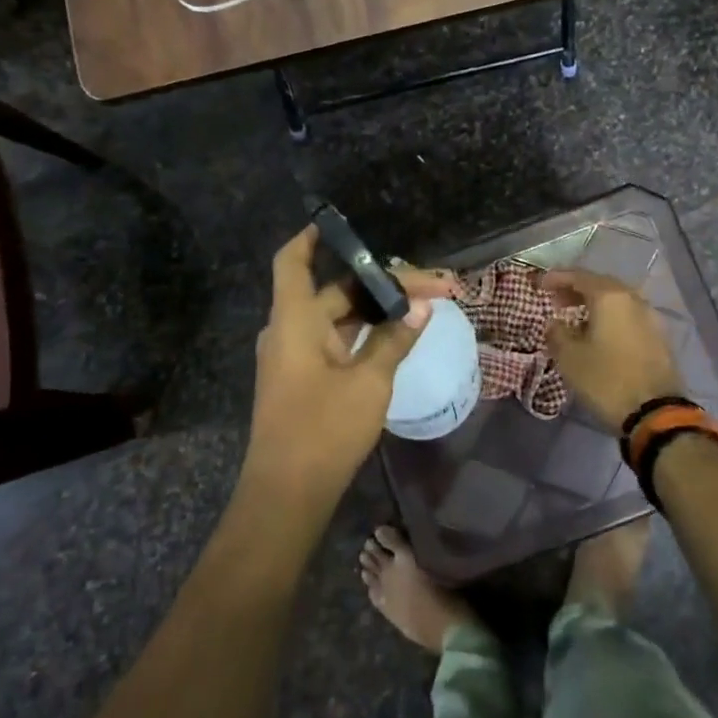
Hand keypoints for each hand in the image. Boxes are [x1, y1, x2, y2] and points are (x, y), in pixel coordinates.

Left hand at [243, 227, 453, 511]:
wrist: (287, 495)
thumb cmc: (323, 430)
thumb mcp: (368, 381)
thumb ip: (395, 340)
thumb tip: (420, 306)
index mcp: (295, 320)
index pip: (293, 261)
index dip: (312, 237)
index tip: (338, 222)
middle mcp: (290, 331)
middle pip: (334, 290)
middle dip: (381, 284)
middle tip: (431, 285)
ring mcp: (295, 357)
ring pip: (337, 317)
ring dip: (375, 309)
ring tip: (421, 304)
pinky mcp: (302, 380)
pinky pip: (334, 341)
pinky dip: (363, 333)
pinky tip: (396, 334)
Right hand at [545, 269, 682, 428]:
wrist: (656, 413)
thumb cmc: (606, 380)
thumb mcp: (570, 358)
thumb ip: (557, 333)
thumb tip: (554, 323)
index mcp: (610, 297)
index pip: (578, 276)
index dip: (556, 278)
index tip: (539, 284)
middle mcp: (633, 299)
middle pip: (600, 285)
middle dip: (576, 289)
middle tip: (556, 300)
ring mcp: (650, 317)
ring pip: (616, 301)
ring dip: (594, 304)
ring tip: (574, 317)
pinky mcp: (659, 337)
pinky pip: (628, 316)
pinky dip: (610, 317)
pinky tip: (598, 333)